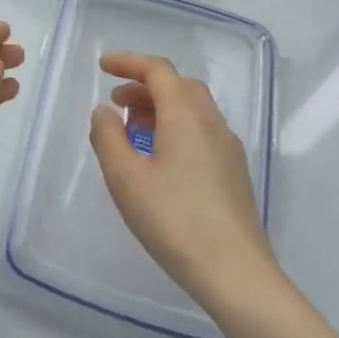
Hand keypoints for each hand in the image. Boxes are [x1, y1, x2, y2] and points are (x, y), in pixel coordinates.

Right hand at [89, 52, 278, 313]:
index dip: (129, 62)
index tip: (102, 67)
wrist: (236, 275)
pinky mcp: (234, 174)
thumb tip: (105, 111)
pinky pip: (201, 132)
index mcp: (186, 116)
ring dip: (160, 108)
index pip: (158, 71)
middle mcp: (212, 124)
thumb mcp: (125, 177)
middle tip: (116, 103)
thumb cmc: (174, 220)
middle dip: (145, 86)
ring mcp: (228, 149)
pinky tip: (159, 160)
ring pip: (193, 109)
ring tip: (132, 131)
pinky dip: (175, 128)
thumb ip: (108, 137)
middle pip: (179, 86)